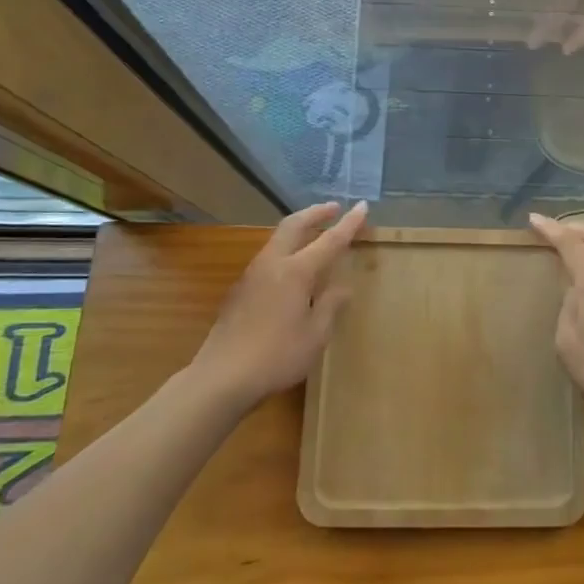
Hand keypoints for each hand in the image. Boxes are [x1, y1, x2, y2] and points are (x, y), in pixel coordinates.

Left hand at [191, 201, 367, 412]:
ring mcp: (252, 275)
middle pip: (294, 225)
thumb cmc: (276, 356)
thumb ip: (330, 305)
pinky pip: (269, 256)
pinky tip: (292, 267)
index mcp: (296, 271)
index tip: (362, 206)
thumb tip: (342, 287)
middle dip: (316, 213)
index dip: (348, 223)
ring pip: (278, 238)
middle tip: (334, 208)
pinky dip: (286, 248)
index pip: (329, 240)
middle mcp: (273, 264)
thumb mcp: (315, 335)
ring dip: (299, 228)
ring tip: (315, 232)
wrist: (221, 377)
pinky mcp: (240, 289)